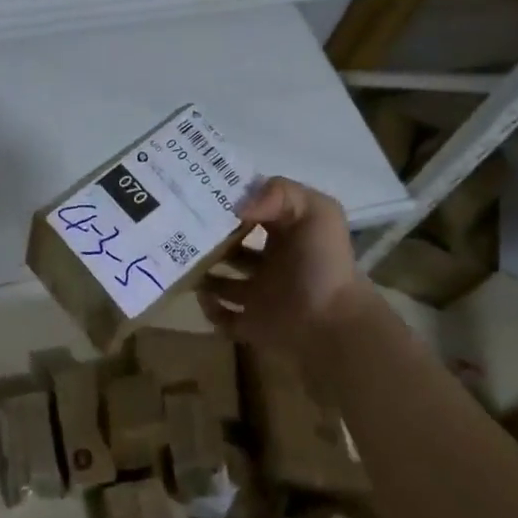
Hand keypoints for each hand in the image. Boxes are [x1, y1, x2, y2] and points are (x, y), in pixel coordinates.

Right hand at [197, 176, 373, 354]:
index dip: (230, 204)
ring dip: (203, 273)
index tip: (199, 197)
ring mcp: (260, 295)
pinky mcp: (251, 325)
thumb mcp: (317, 211)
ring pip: (222, 282)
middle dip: (209, 239)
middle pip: (232, 246)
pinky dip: (208, 309)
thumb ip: (280, 193)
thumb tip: (237, 207)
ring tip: (185, 263)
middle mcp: (271, 262)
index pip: (252, 212)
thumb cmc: (324, 266)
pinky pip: (222, 318)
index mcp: (285, 234)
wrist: (334, 325)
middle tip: (182, 231)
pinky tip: (202, 296)